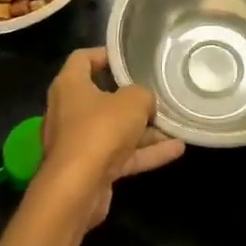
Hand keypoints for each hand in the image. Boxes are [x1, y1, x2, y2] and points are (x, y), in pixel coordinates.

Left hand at [39, 48, 184, 227]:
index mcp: (70, 86)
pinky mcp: (89, 169)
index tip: (129, 58)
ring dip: (144, 129)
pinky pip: (121, 155)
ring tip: (174, 124)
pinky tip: (176, 149)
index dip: (105, 54)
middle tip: (155, 92)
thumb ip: (143, 95)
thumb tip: (145, 103)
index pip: (82, 58)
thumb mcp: (133, 102)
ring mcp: (78, 142)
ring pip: (115, 129)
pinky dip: (145, 152)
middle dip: (130, 97)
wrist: (76, 191)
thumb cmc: (100, 130)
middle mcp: (69, 111)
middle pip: (101, 96)